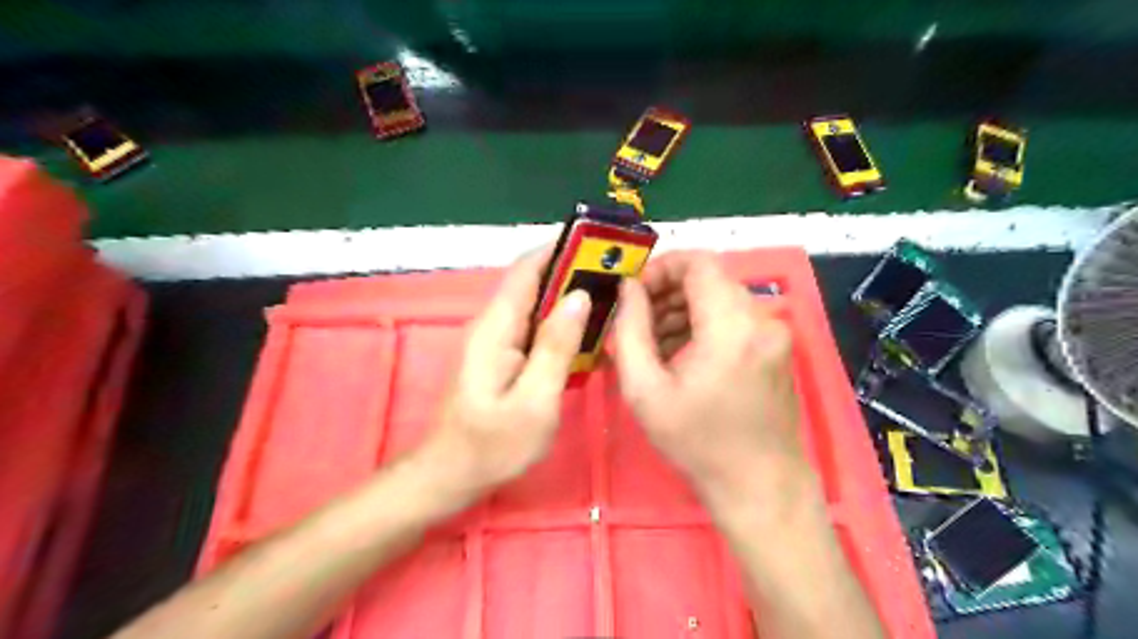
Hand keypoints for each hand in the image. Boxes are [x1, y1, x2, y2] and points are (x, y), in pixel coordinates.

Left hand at [420, 247, 596, 496]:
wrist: (453, 474)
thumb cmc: (493, 445)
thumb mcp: (534, 401)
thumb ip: (556, 347)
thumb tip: (580, 297)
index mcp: (497, 327)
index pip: (526, 270)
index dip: (560, 250)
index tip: (599, 245)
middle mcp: (493, 324)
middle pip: (533, 283)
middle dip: (572, 273)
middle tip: (616, 277)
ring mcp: (496, 339)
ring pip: (536, 304)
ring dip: (569, 298)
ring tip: (610, 300)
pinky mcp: (502, 355)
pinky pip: (534, 327)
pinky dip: (560, 322)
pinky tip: (586, 334)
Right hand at [614, 253, 808, 512]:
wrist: (760, 486)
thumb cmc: (698, 444)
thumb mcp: (645, 390)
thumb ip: (630, 330)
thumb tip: (628, 290)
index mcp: (731, 326)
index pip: (698, 262)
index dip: (661, 267)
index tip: (634, 292)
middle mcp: (761, 318)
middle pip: (709, 278)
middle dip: (668, 292)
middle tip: (636, 321)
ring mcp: (774, 332)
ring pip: (720, 297)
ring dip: (683, 309)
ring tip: (653, 343)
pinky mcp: (776, 347)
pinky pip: (734, 317)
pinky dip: (704, 324)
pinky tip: (680, 354)